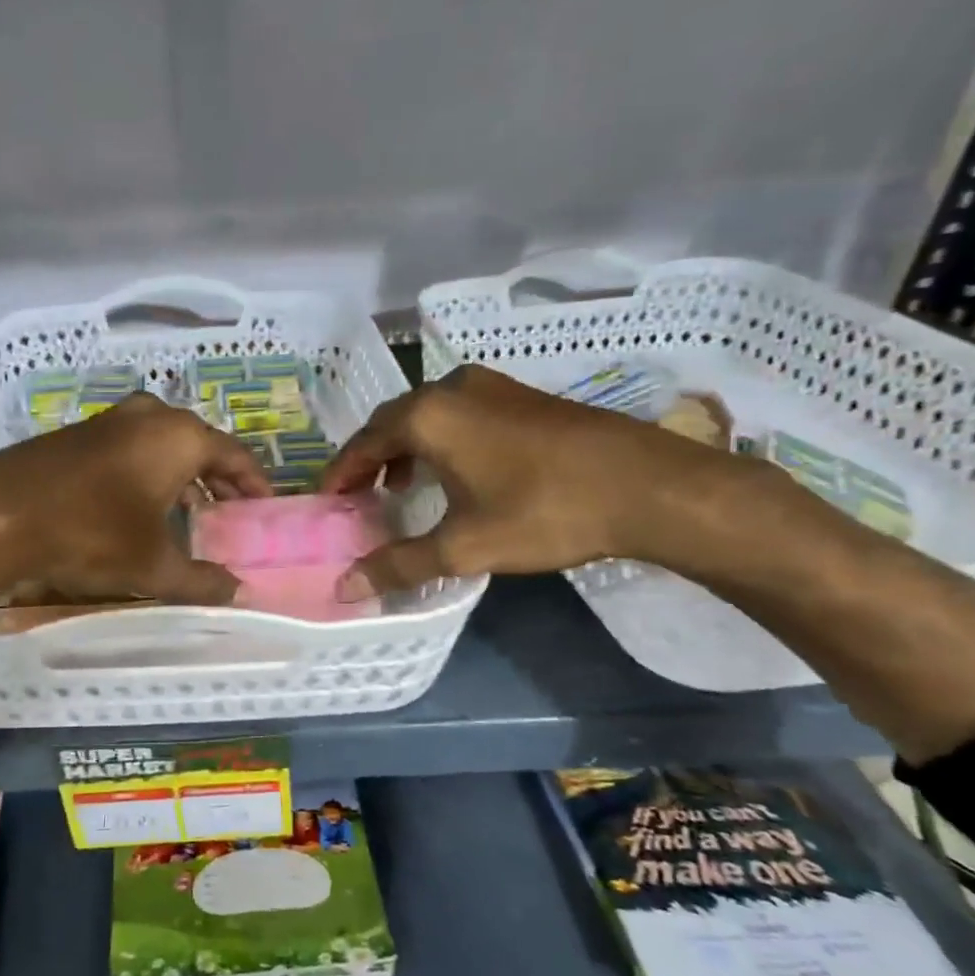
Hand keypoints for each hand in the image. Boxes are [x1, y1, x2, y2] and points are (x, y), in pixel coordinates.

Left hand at [0, 393, 270, 605]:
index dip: (254, 483)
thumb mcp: (153, 566)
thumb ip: (202, 580)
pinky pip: (129, 449)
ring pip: (161, 445)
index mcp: (178, 436)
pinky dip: (147, 472)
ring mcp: (108, 421)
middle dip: (218, 479)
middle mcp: (148, 416)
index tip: (264, 508)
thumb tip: (238, 593)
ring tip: (190, 513)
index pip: (234, 455)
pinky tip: (138, 507)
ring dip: (181, 476)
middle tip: (230, 512)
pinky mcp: (76, 434)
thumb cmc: (89, 535)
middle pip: (199, 445)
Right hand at [321, 365, 731, 596]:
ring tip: (399, 487)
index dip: (341, 473)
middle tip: (357, 496)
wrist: (647, 484)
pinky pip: (457, 412)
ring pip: (426, 414)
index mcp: (427, 415)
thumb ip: (399, 564)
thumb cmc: (544, 511)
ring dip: (404, 448)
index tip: (327, 501)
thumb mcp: (465, 546)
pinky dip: (438, 439)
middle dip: (369, 458)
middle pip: (391, 422)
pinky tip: (453, 471)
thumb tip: (345, 589)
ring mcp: (490, 386)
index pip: (363, 442)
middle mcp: (450, 389)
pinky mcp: (519, 395)